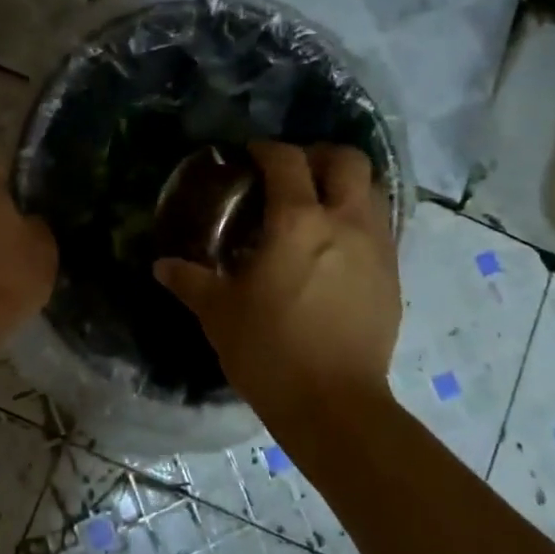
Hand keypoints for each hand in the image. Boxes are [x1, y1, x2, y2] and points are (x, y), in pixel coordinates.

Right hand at [155, 141, 399, 426]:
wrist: (334, 405)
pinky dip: (359, 219)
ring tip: (318, 205)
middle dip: (320, 155)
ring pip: (373, 190)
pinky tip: (334, 248)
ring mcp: (377, 248)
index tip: (251, 155)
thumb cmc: (269, 350)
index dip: (267, 149)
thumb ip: (189, 281)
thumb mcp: (218, 312)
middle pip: (348, 160)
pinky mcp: (392, 276)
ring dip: (346, 185)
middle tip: (294, 172)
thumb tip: (162, 266)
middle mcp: (345, 222)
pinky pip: (381, 227)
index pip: (287, 161)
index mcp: (297, 222)